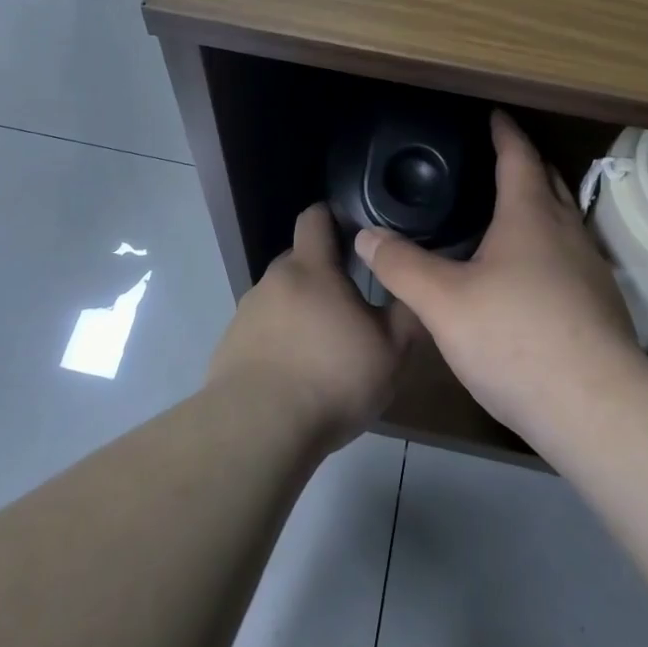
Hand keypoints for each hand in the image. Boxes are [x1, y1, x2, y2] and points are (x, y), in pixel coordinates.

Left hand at [208, 203, 417, 449]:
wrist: (258, 429)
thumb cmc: (332, 379)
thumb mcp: (391, 351)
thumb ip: (408, 312)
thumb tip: (417, 286)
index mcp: (311, 268)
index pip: (315, 217)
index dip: (333, 217)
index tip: (355, 235)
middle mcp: (273, 280)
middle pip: (299, 260)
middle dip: (323, 274)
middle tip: (352, 305)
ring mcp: (246, 313)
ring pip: (281, 298)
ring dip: (301, 312)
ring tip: (324, 349)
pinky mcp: (230, 347)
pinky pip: (261, 332)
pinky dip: (279, 342)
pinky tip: (295, 377)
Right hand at [355, 111, 641, 442]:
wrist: (595, 408)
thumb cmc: (515, 338)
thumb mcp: (443, 302)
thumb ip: (402, 266)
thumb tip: (366, 236)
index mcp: (530, 216)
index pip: (518, 156)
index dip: (503, 132)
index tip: (493, 114)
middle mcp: (566, 231)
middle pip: (548, 181)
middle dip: (524, 163)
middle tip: (493, 159)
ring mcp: (590, 267)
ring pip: (563, 219)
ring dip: (539, 204)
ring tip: (506, 211)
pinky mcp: (600, 302)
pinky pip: (569, 254)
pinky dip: (547, 244)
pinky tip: (527, 273)